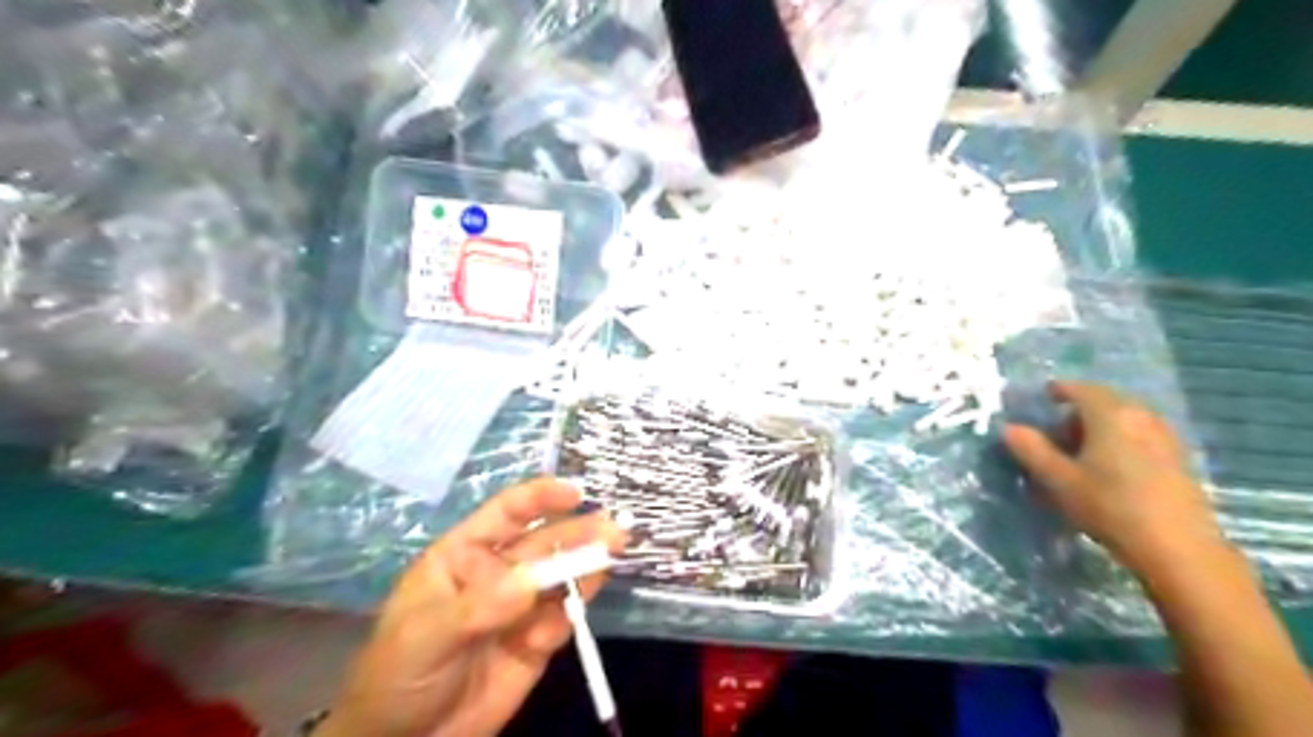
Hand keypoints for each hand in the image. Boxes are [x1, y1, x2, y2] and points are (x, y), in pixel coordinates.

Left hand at [317, 478, 623, 736]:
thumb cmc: (398, 675)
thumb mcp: (427, 637)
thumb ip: (479, 607)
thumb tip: (529, 582)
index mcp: (466, 555)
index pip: (507, 513)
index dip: (540, 498)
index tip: (574, 493)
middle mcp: (500, 572)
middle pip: (545, 543)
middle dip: (579, 533)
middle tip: (614, 532)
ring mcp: (521, 606)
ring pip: (562, 577)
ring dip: (587, 566)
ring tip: (612, 557)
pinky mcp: (538, 640)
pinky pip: (564, 619)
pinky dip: (570, 618)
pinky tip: (551, 634)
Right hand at [1008, 383, 1219, 577]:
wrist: (1178, 548)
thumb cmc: (1110, 506)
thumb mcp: (1059, 480)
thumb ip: (1032, 449)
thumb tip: (1009, 428)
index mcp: (1110, 414)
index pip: (1079, 389)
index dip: (1057, 391)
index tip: (1041, 399)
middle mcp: (1141, 416)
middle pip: (1104, 401)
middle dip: (1078, 412)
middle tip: (1055, 433)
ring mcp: (1165, 437)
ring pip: (1125, 419)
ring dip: (1100, 427)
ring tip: (1080, 453)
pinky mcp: (1179, 459)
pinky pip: (1141, 435)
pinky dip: (1120, 441)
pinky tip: (1109, 468)